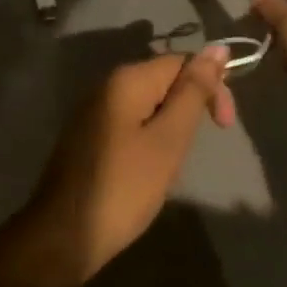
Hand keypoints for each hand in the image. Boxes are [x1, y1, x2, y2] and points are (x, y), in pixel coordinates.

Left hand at [17, 45, 235, 285]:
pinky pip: (131, 123)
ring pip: (149, 104)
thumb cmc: (123, 188)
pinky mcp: (89, 135)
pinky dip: (150, 138)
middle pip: (165, 79)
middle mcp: (108, 85)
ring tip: (174, 163)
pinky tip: (150, 168)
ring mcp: (94, 110)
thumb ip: (194, 92)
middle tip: (196, 149)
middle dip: (191, 107)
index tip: (224, 126)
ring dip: (171, 125)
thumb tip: (218, 48)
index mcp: (128, 79)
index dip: (211, 87)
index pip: (183, 62)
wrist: (62, 238)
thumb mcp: (169, 139)